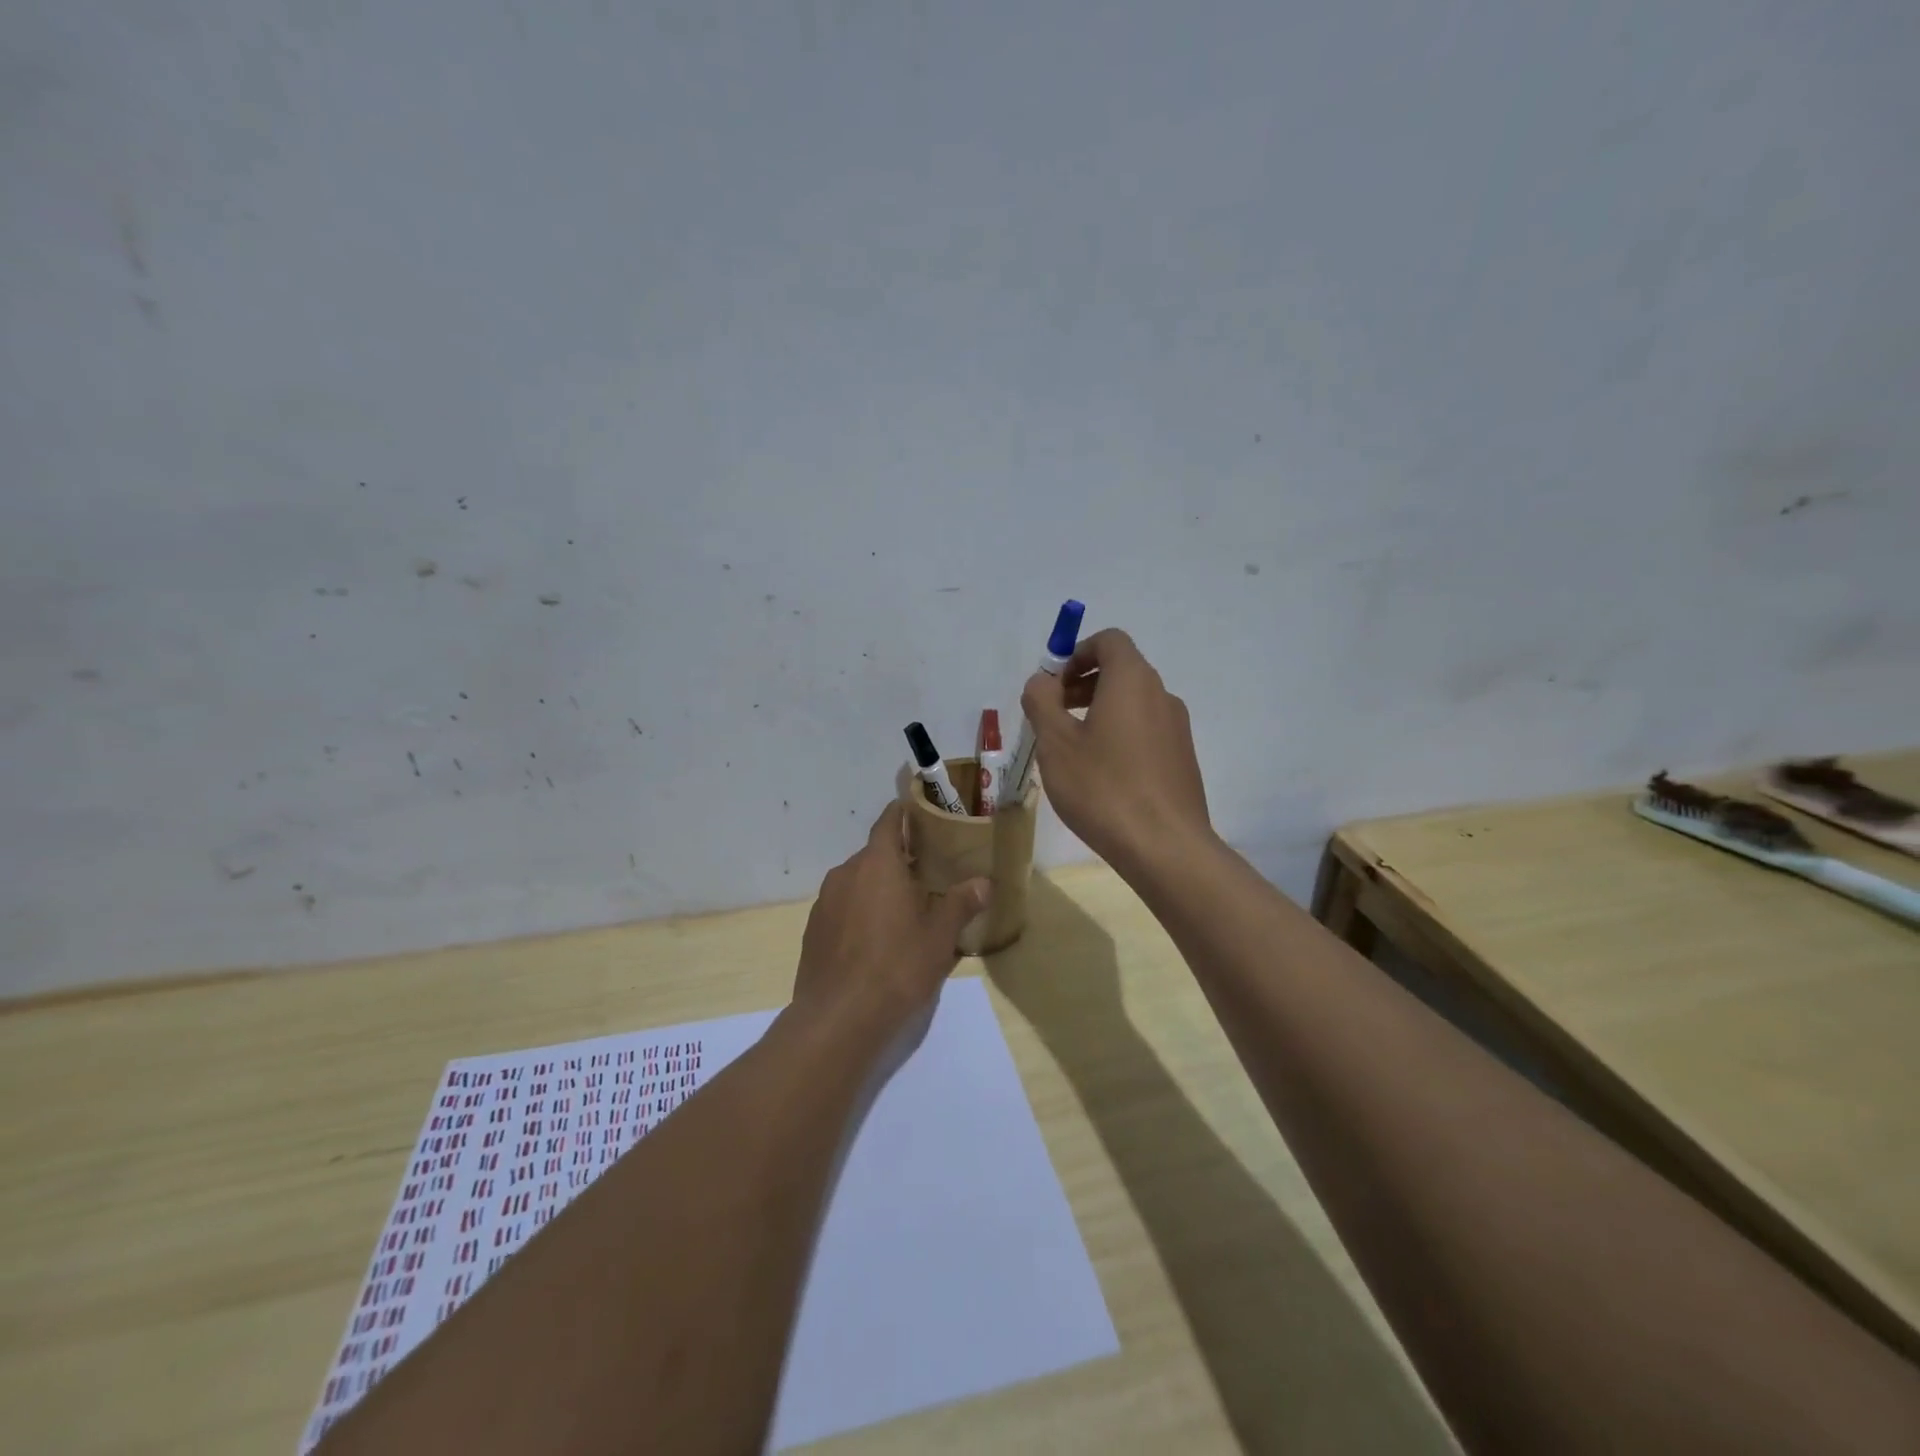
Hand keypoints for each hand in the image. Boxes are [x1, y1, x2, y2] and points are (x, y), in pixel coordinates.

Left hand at [791, 802, 991, 1040]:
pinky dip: (860, 912)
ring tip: (904, 911)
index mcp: (877, 863)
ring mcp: (825, 902)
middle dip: (899, 860)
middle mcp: (846, 873)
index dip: (904, 812)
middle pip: (875, 854)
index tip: (920, 811)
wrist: (838, 1018)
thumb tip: (984, 883)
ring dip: (878, 888)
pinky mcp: (813, 930)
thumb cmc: (897, 966)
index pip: (889, 821)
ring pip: (858, 882)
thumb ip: (961, 903)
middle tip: (927, 875)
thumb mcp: (940, 936)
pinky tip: (876, 941)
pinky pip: (843, 908)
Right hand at [1021, 627, 1212, 874]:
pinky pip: (1146, 730)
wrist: (1165, 847)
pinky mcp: (1182, 758)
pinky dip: (1120, 734)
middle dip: (1082, 684)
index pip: (1109, 641)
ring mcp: (1177, 728)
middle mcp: (1161, 695)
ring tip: (1072, 749)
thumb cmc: (1103, 788)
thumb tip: (1042, 681)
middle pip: (1121, 670)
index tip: (1053, 685)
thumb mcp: (1055, 744)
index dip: (1076, 653)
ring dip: (1099, 711)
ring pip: (1133, 703)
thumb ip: (1042, 702)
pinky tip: (1101, 774)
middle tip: (1053, 716)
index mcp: (1132, 680)